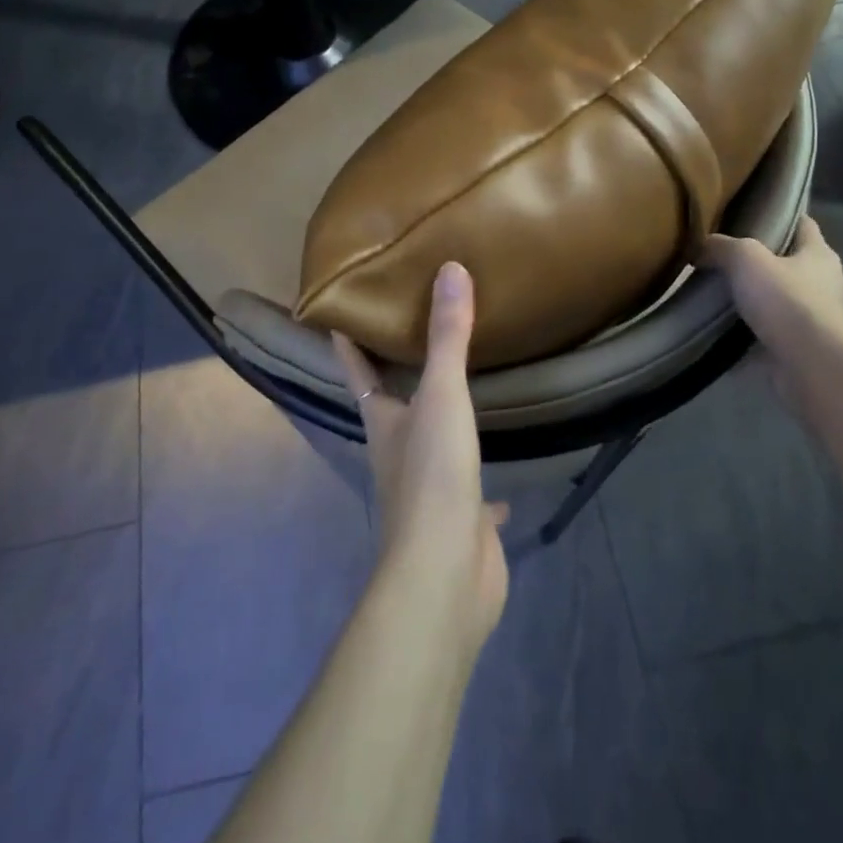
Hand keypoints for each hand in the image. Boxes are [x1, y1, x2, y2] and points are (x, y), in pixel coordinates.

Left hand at [332, 263, 508, 648]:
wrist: (444, 574)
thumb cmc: (432, 476)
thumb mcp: (441, 396)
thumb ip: (448, 337)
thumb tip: (450, 269)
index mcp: (383, 422)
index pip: (359, 371)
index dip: (347, 343)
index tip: (338, 314)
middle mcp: (398, 453)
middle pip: (391, 406)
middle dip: (398, 378)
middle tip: (416, 338)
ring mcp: (428, 490)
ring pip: (430, 446)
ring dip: (439, 424)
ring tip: (459, 395)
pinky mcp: (461, 520)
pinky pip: (472, 493)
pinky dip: (484, 486)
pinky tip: (503, 485)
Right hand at [704, 215, 842, 398]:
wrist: (810, 364)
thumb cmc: (786, 300)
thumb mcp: (746, 259)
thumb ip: (722, 247)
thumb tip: (701, 247)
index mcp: (819, 254)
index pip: (804, 224)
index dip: (781, 216)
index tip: (752, 214)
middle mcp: (825, 283)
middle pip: (791, 262)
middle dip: (762, 261)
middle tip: (725, 258)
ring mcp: (817, 318)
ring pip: (780, 300)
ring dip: (756, 300)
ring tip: (719, 296)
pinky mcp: (804, 348)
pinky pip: (771, 334)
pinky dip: (751, 333)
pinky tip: (722, 332)